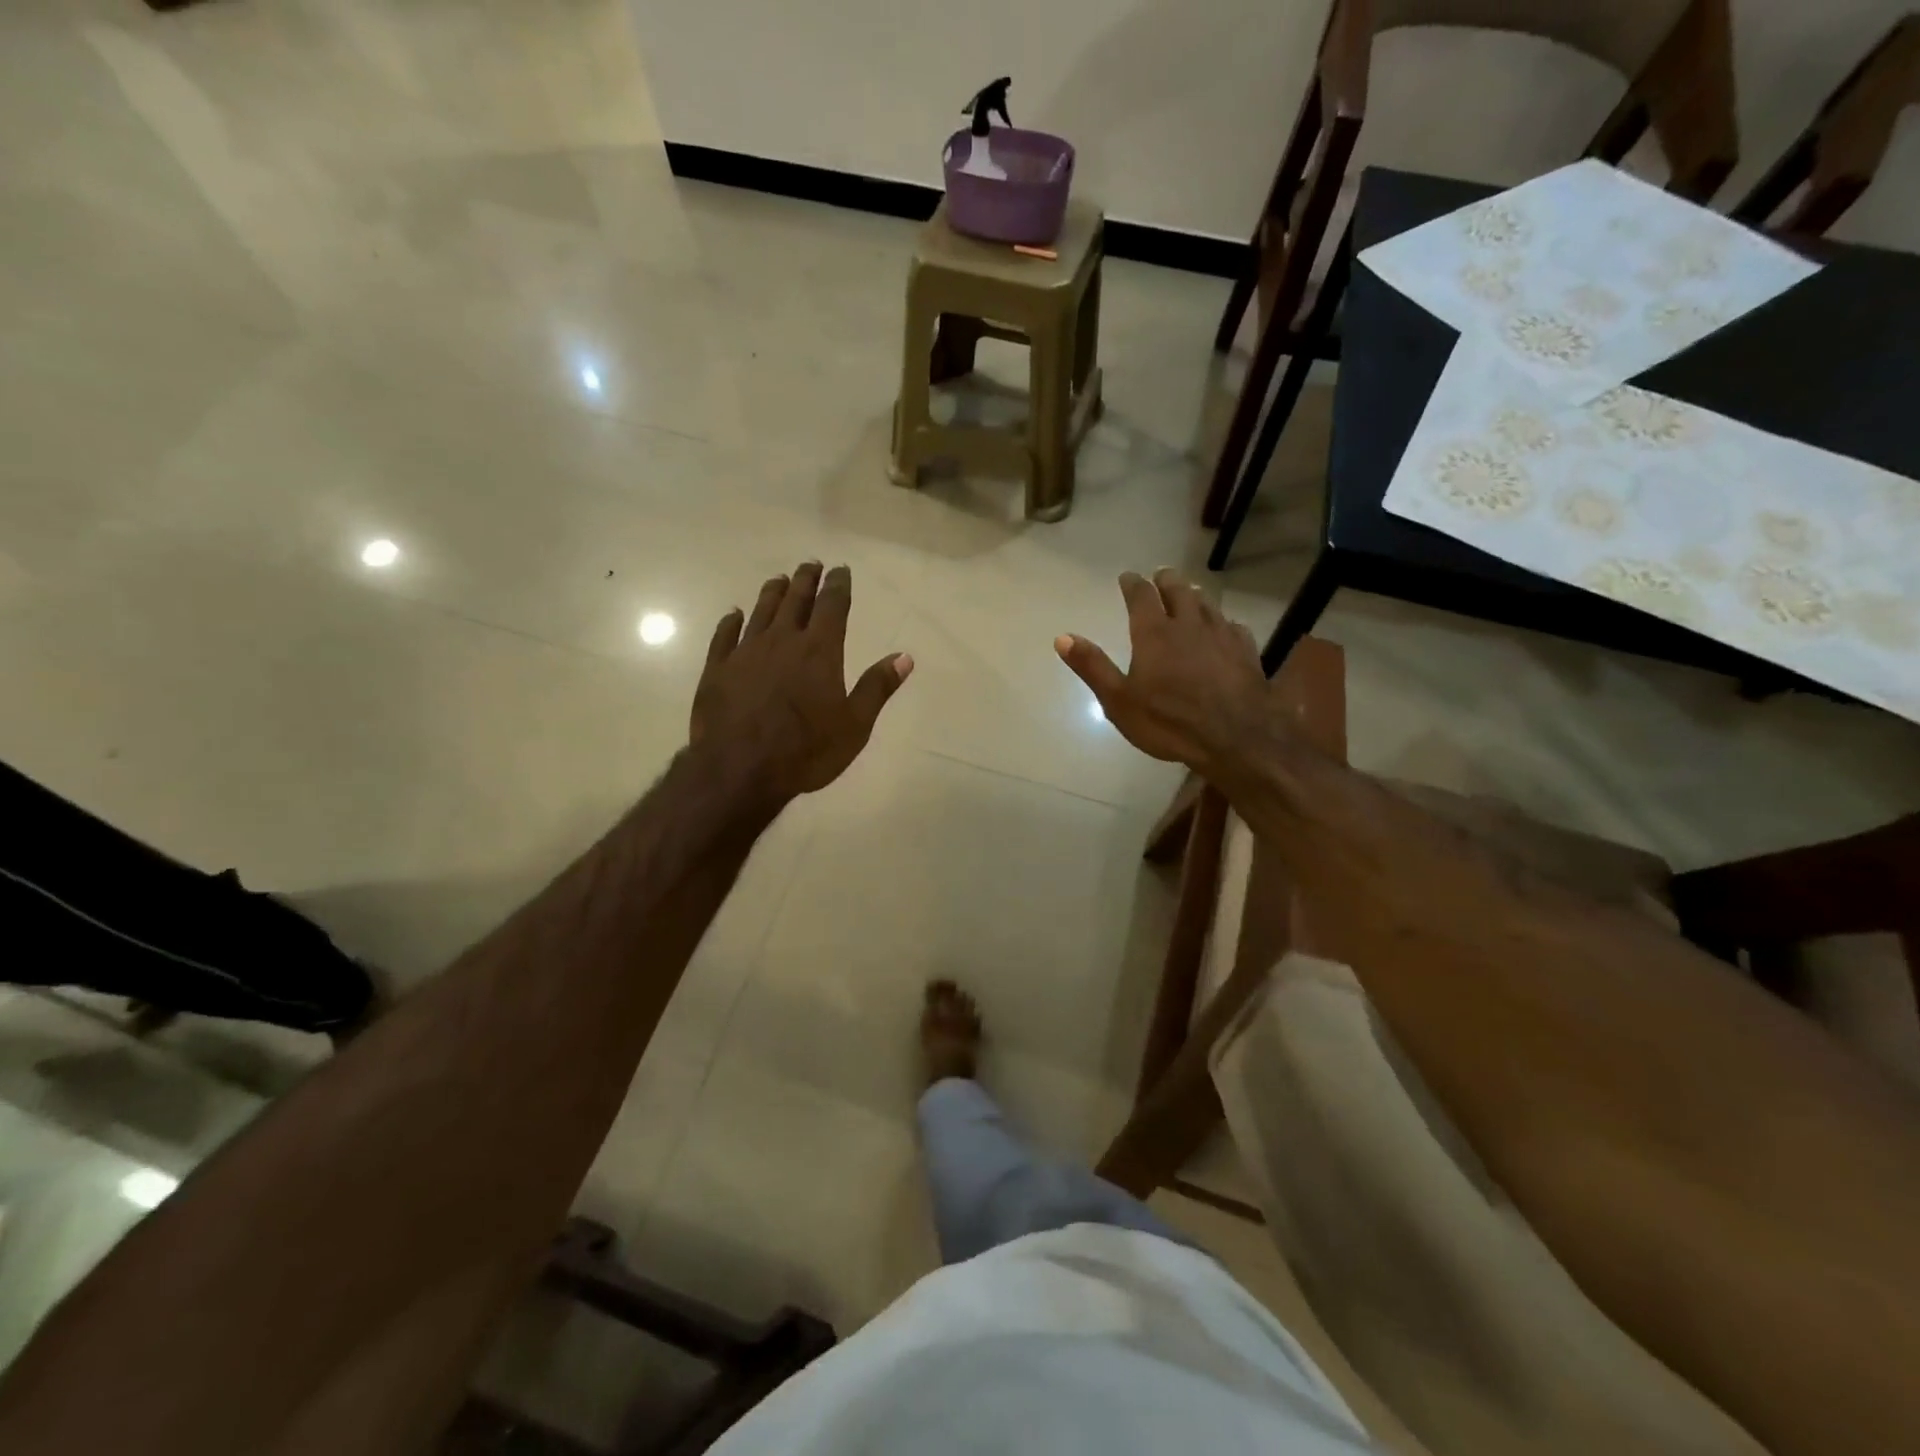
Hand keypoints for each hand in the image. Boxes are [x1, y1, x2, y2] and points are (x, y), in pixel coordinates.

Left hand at [692, 563, 912, 803]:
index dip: (838, 585)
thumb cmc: (806, 750)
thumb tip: (904, 657)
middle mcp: (782, 641)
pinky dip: (731, 622)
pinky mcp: (717, 669)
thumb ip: (877, 687)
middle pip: (795, 601)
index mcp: (820, 651)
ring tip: (779, 580)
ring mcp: (745, 653)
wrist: (739, 769)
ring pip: (761, 612)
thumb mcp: (854, 725)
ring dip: (772, 593)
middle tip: (810, 564)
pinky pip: (725, 636)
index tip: (840, 570)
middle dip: (805, 580)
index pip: (832, 606)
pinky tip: (734, 614)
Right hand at [1055, 568, 1268, 772]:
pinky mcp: (1246, 651)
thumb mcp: (1119, 701)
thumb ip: (1092, 667)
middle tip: (1161, 575)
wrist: (1236, 738)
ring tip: (1190, 593)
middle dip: (1167, 580)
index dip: (1133, 584)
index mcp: (1154, 633)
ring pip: (1207, 604)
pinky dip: (1222, 621)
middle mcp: (1189, 624)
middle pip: (1178, 590)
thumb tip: (1062, 638)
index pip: (1141, 596)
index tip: (1127, 577)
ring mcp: (1221, 635)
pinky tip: (1224, 628)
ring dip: (1195, 595)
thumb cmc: (1169, 722)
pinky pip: (1233, 626)